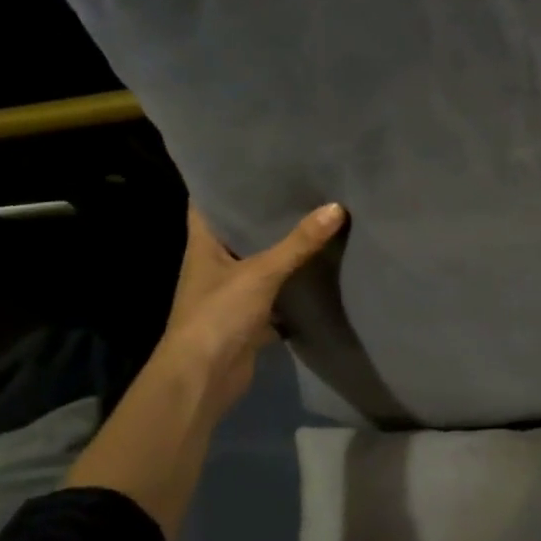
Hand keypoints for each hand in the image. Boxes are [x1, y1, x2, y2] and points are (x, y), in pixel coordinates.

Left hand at [159, 201, 346, 412]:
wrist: (203, 379)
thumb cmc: (218, 315)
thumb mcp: (261, 273)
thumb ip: (298, 243)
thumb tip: (337, 207)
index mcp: (204, 245)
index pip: (208, 203)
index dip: (225, 181)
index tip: (255, 161)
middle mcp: (214, 264)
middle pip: (240, 230)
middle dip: (266, 212)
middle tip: (300, 184)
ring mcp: (232, 292)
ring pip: (261, 261)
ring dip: (282, 247)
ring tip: (316, 217)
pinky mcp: (250, 317)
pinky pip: (276, 292)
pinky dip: (294, 283)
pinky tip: (320, 267)